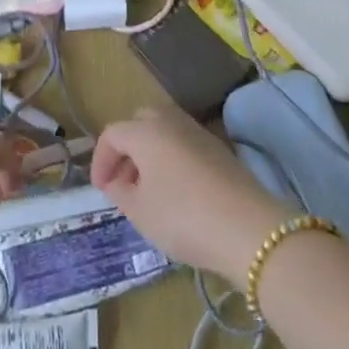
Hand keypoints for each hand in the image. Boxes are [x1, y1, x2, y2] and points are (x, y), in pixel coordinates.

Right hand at [92, 105, 294, 282]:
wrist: (248, 228)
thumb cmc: (183, 217)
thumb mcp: (140, 212)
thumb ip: (121, 193)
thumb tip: (116, 182)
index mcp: (145, 131)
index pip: (112, 134)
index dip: (101, 160)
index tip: (101, 190)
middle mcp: (170, 120)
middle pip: (139, 123)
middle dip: (126, 150)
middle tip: (124, 183)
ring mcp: (198, 132)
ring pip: (164, 131)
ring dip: (150, 154)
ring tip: (149, 191)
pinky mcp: (219, 148)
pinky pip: (184, 144)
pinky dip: (172, 159)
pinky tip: (177, 192)